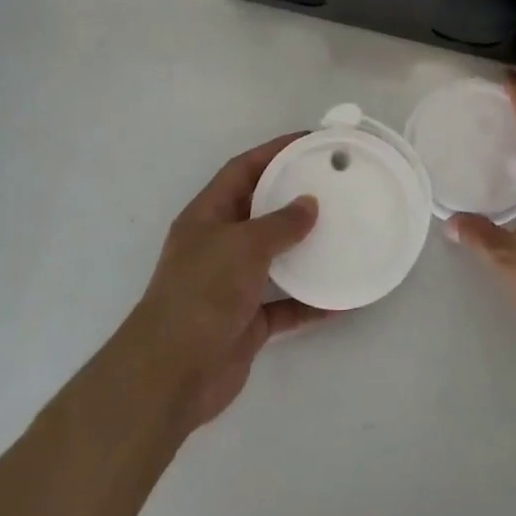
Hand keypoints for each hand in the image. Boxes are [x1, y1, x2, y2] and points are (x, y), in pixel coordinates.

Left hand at [129, 134, 329, 430]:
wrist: (172, 374)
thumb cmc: (202, 294)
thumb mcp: (243, 245)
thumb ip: (280, 223)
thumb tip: (310, 204)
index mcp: (207, 216)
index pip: (242, 170)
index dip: (274, 151)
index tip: (311, 141)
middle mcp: (218, 245)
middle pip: (260, 211)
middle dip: (294, 197)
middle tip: (334, 185)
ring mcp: (232, 285)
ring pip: (275, 258)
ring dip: (305, 248)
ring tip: (343, 232)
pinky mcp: (247, 321)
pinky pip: (286, 304)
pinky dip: (310, 301)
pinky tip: (342, 297)